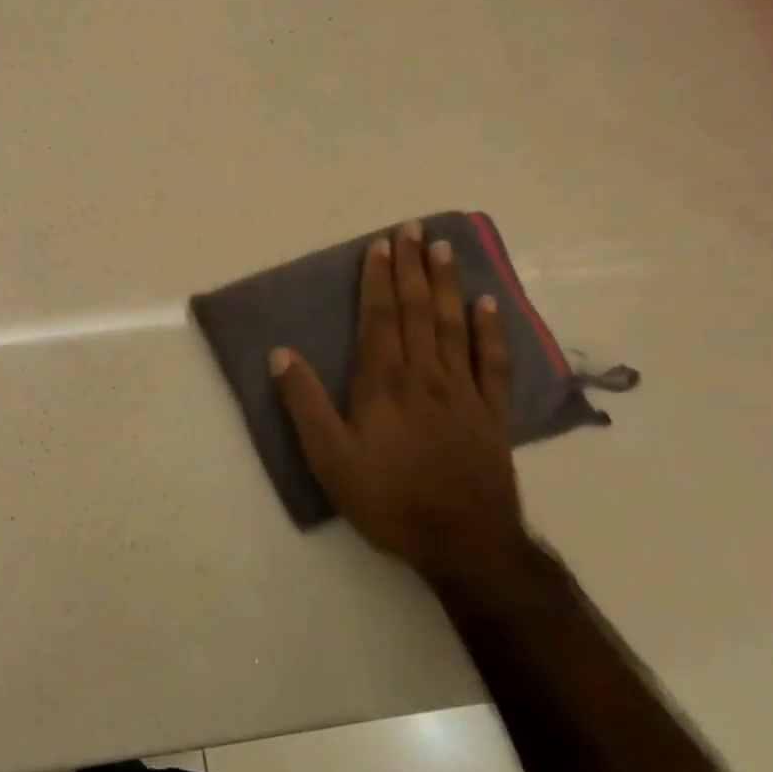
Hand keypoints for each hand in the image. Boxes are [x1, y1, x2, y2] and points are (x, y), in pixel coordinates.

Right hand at [270, 221, 524, 582]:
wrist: (463, 542)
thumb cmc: (388, 499)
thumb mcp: (329, 458)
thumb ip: (304, 403)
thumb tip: (281, 353)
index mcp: (383, 383)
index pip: (379, 318)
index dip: (378, 280)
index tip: (380, 245)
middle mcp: (424, 375)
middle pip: (417, 311)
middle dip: (412, 268)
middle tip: (413, 229)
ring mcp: (462, 392)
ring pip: (453, 326)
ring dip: (447, 285)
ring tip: (444, 249)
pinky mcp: (491, 413)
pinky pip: (491, 363)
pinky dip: (489, 330)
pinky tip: (487, 304)